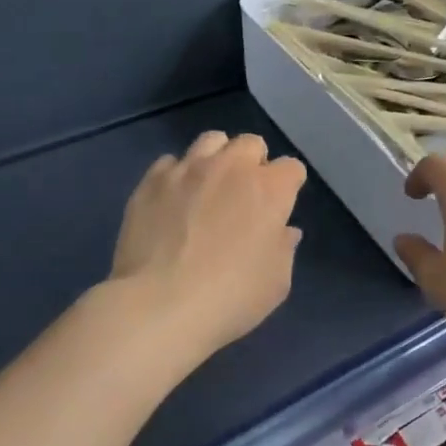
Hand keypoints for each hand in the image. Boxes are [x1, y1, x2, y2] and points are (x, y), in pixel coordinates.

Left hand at [110, 131, 306, 360]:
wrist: (159, 305)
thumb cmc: (230, 296)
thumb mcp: (276, 282)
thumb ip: (284, 249)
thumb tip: (285, 231)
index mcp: (270, 189)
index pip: (292, 168)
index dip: (288, 186)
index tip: (280, 208)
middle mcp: (232, 167)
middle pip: (251, 143)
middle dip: (253, 162)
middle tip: (244, 194)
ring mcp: (189, 169)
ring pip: (211, 141)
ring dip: (217, 158)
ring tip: (209, 185)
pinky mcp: (153, 180)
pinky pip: (171, 162)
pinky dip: (177, 175)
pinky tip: (173, 200)